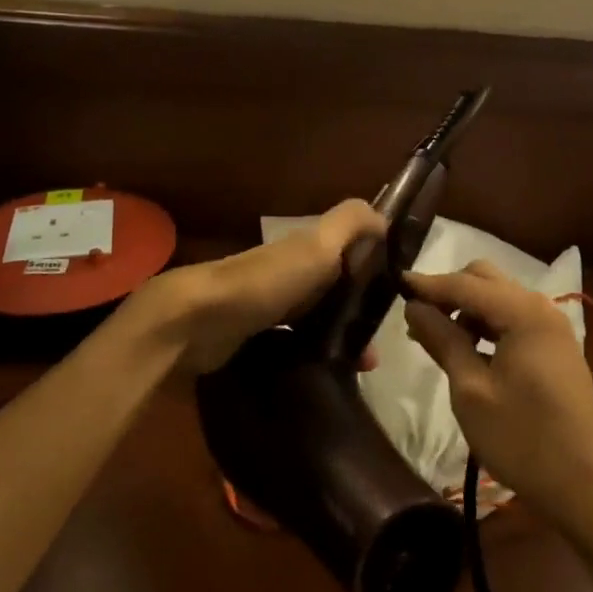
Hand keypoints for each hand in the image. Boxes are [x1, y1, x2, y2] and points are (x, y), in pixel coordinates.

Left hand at [132, 199, 385, 372]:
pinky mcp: (251, 337)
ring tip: (357, 370)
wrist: (198, 320)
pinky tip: (323, 376)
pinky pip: (292, 344)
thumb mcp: (316, 245)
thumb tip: (384, 215)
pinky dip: (311, 355)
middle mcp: (287, 274)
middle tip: (375, 352)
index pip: (347, 255)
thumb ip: (350, 223)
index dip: (372, 273)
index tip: (394, 302)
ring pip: (314, 320)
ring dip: (337, 340)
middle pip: (332, 290)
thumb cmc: (266, 281)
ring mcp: (267, 306)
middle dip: (356, 315)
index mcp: (304, 250)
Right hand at [404, 261, 592, 541]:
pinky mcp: (554, 350)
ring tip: (432, 335)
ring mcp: (551, 329)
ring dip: (465, 308)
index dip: (427, 284)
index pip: (464, 283)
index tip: (393, 283)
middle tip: (415, 316)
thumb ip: (442, 340)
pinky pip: (512, 320)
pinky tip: (464, 348)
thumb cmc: (523, 440)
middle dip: (448, 291)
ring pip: (498, 298)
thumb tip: (414, 307)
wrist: (590, 489)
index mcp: (522, 312)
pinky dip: (485, 325)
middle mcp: (540, 308)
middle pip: (485, 279)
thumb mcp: (471, 390)